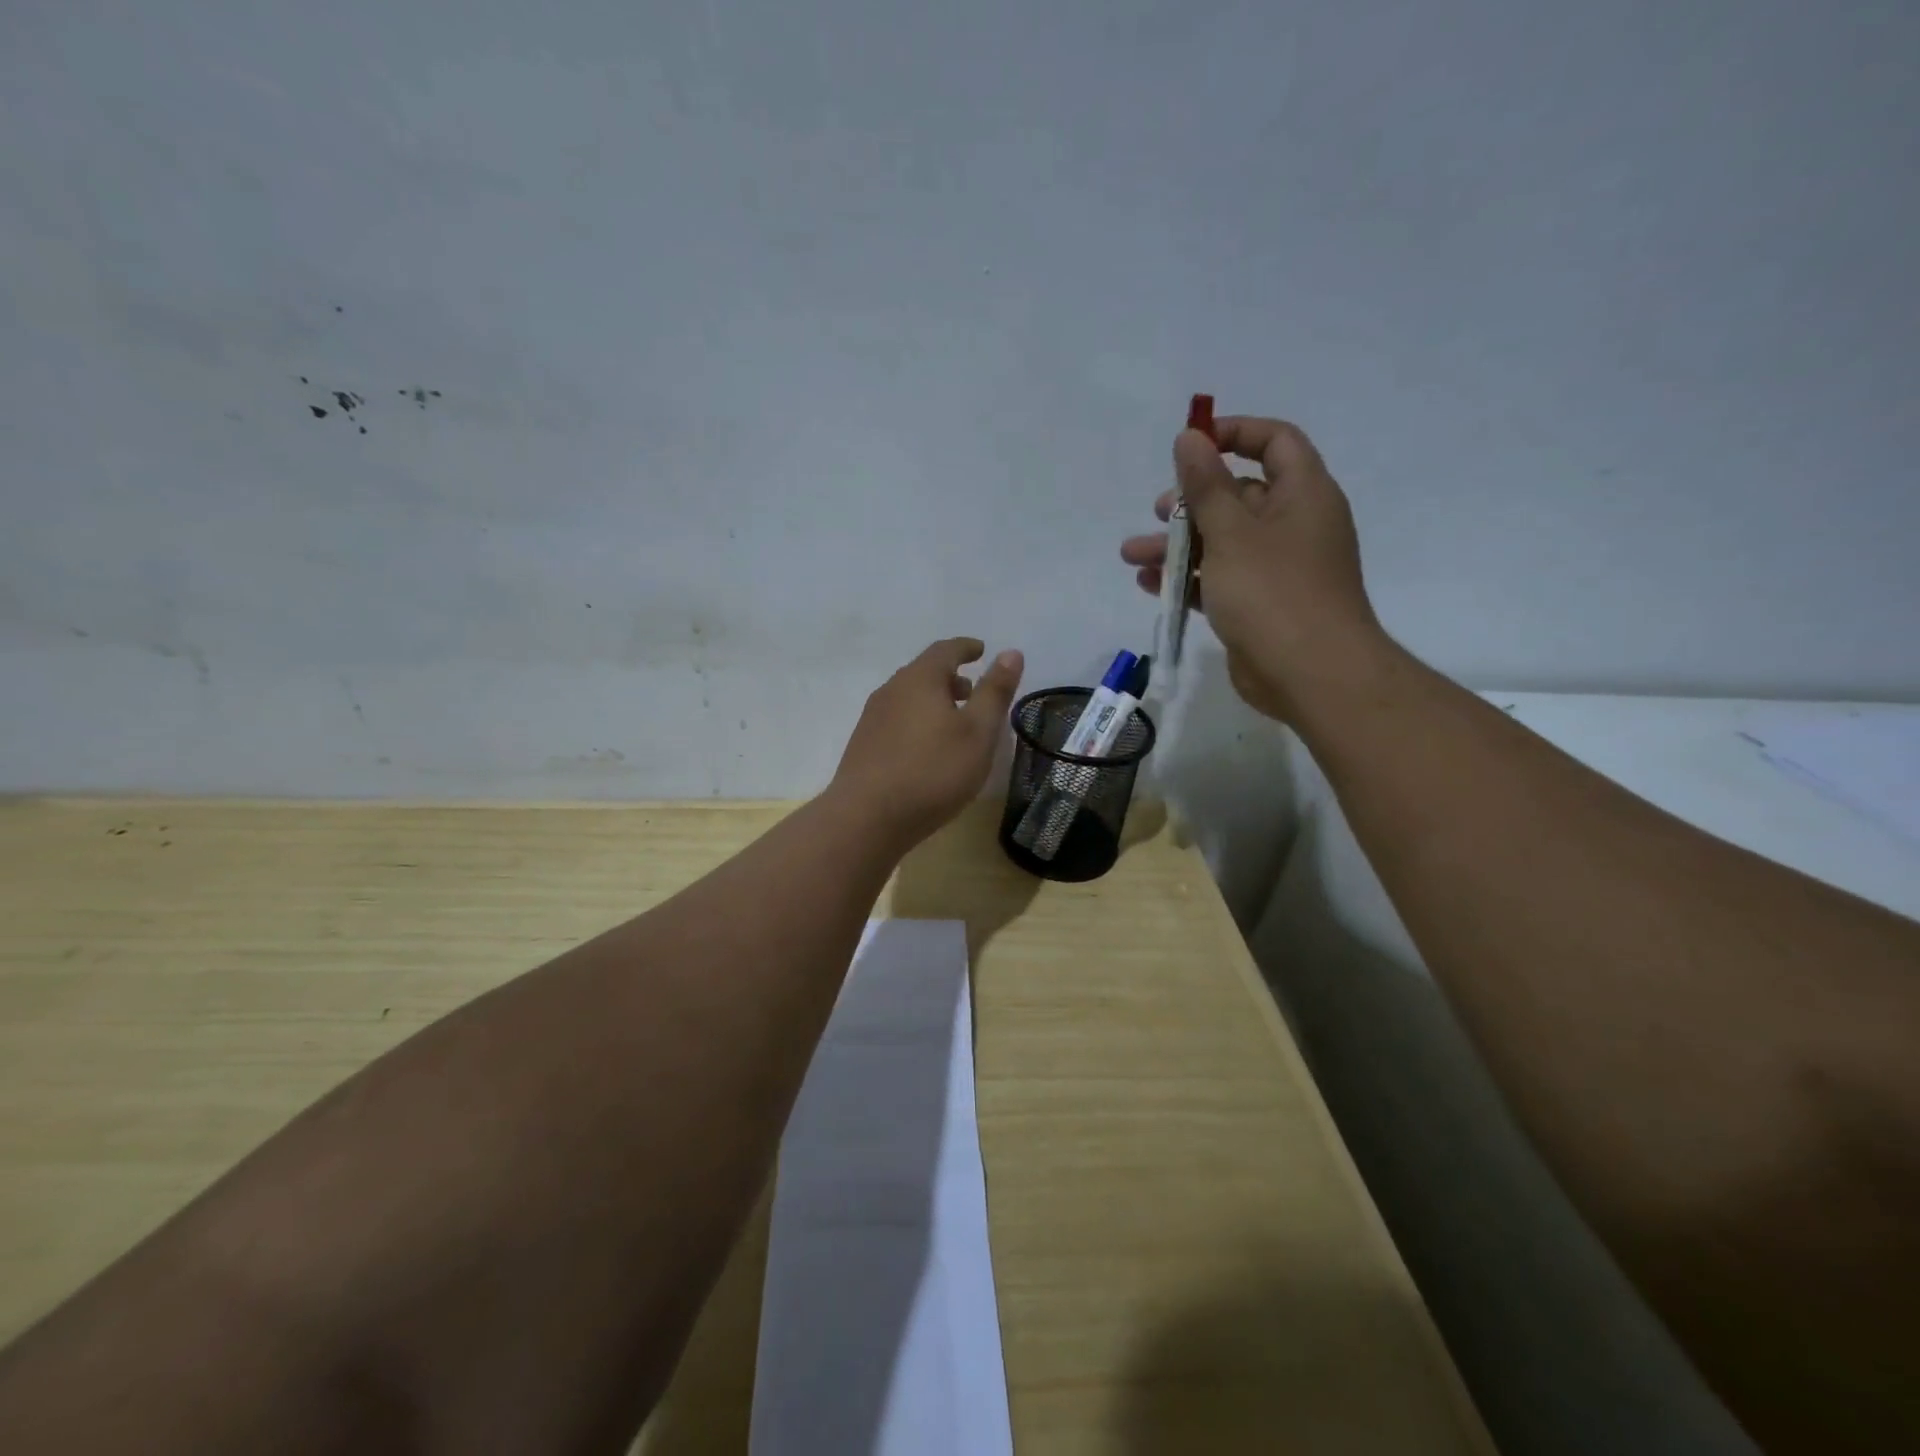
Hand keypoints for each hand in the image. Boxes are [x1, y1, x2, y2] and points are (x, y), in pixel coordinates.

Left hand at [830, 638, 1024, 848]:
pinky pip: (897, 720)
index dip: (966, 648)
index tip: (981, 650)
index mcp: (919, 679)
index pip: (945, 650)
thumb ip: (995, 691)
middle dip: (950, 677)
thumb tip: (1011, 652)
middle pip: (924, 672)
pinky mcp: (863, 745)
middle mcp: (891, 690)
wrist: (867, 818)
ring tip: (954, 723)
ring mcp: (872, 718)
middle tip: (973, 691)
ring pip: (908, 698)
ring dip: (933, 701)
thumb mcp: (978, 732)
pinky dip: (918, 721)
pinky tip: (927, 749)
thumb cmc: (933, 771)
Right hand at [1120, 416, 1384, 720]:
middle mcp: (1293, 525)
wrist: (1311, 675)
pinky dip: (1189, 578)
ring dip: (1178, 546)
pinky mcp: (1260, 605)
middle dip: (1192, 502)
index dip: (1234, 433)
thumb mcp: (1232, 533)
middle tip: (1159, 512)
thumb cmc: (1273, 592)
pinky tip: (1151, 585)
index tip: (1192, 443)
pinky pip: (1220, 580)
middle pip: (1239, 495)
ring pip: (1222, 542)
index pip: (1275, 441)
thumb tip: (1190, 436)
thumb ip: (1206, 485)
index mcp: (1302, 495)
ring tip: (1132, 555)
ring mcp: (1277, 569)